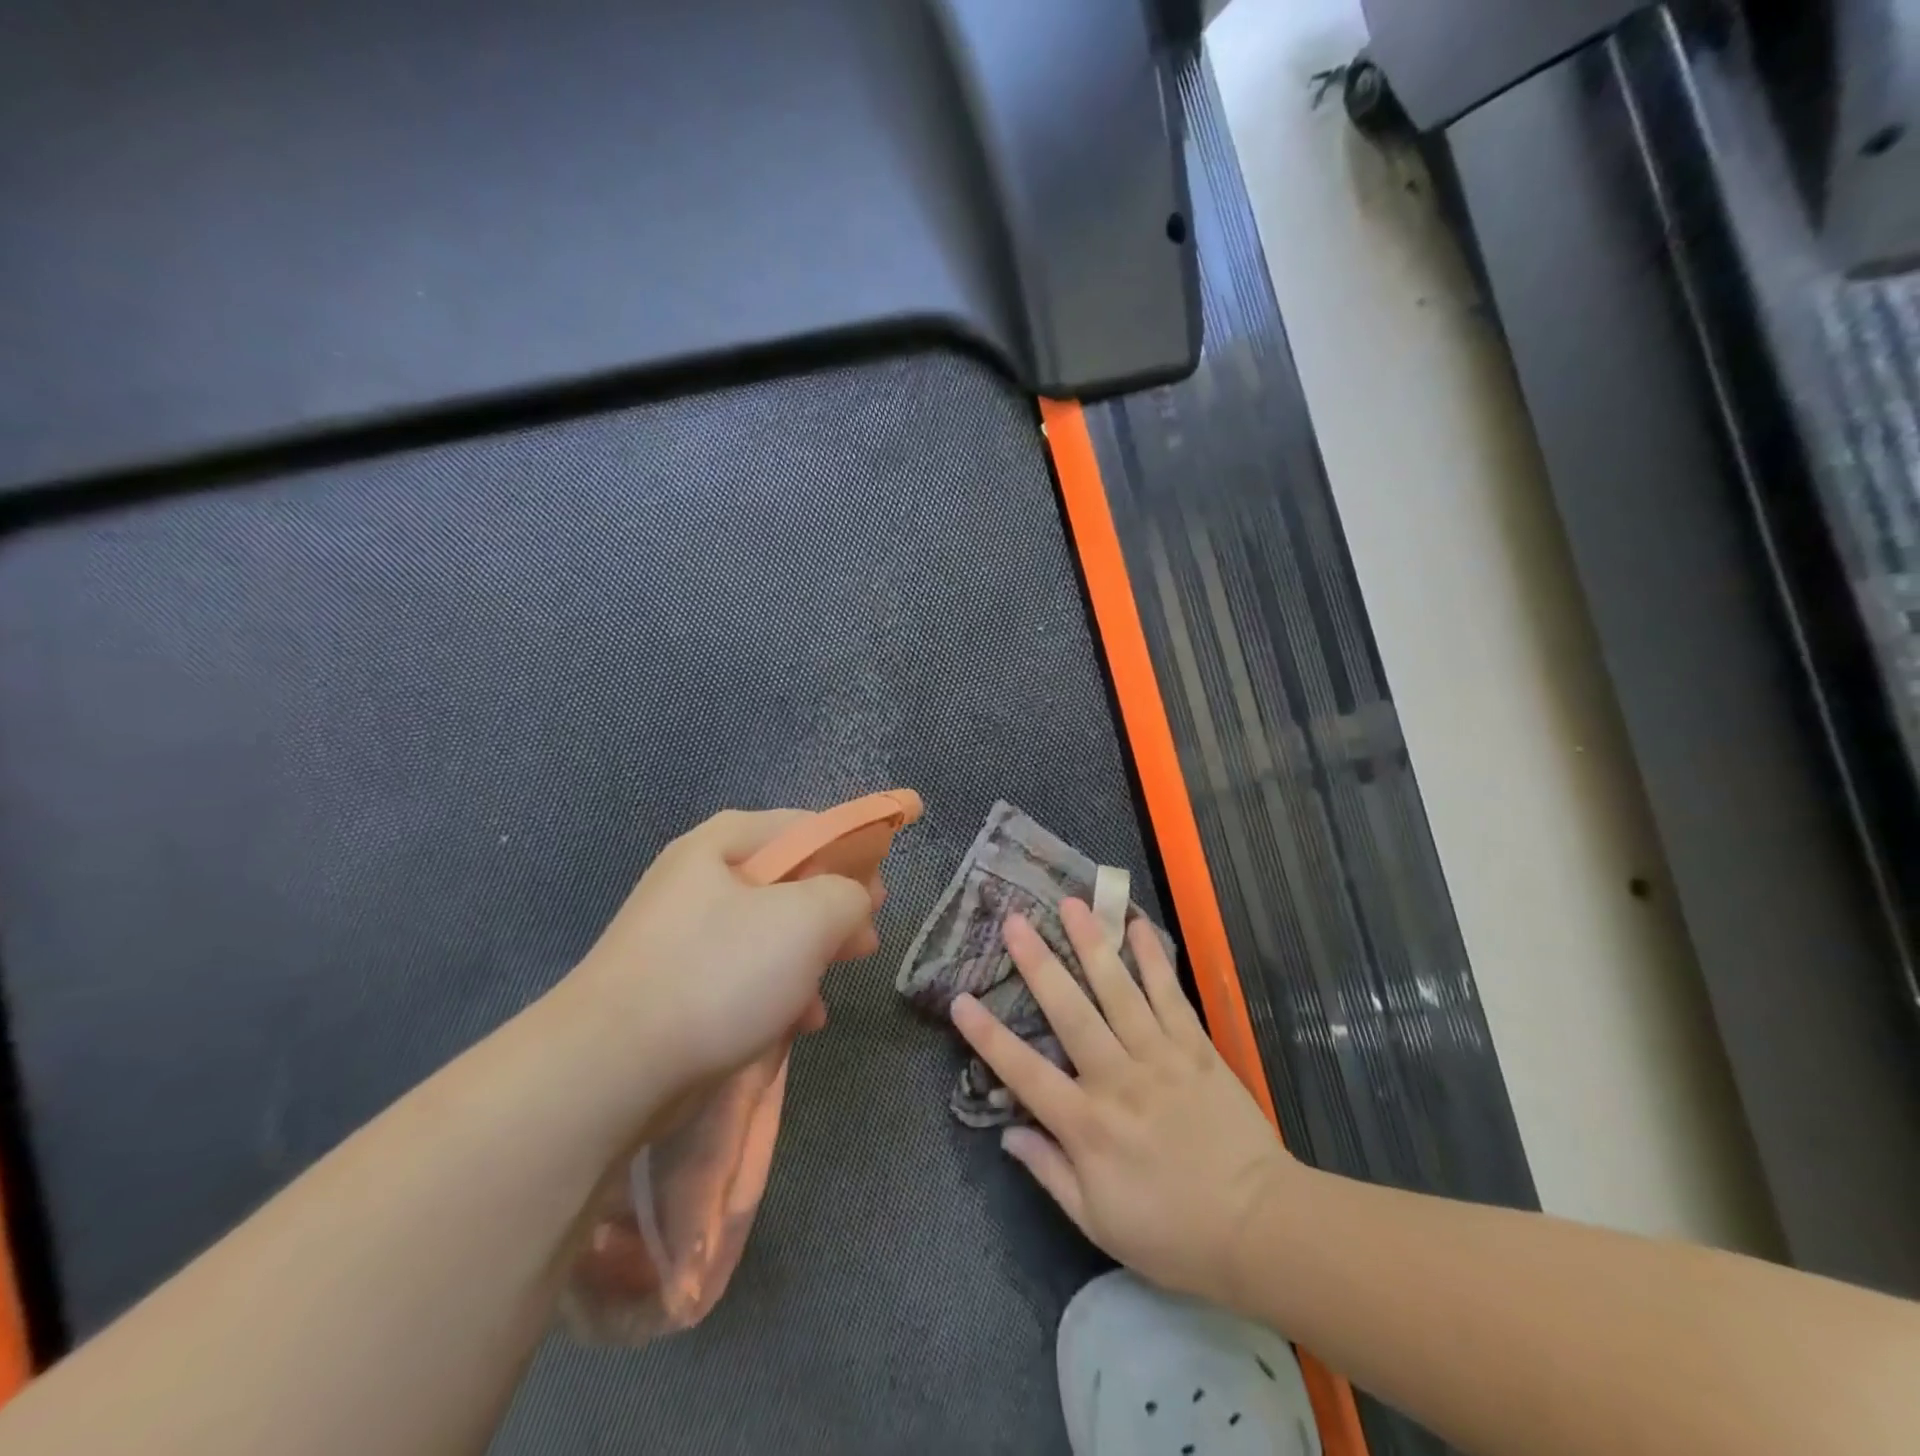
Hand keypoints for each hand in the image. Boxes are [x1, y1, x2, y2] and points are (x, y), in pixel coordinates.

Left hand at [563, 809, 882, 1098]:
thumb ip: (847, 894)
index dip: (851, 852)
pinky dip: (774, 992)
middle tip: (864, 941)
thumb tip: (854, 898)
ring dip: (807, 959)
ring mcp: (681, 934)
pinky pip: (740, 974)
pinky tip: (797, 1023)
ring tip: (829, 990)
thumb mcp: (807, 919)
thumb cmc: (719, 973)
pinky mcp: (674, 985)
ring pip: (766, 933)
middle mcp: (698, 878)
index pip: (805, 826)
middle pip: (786, 881)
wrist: (611, 1067)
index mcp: (723, 844)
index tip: (879, 892)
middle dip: (831, 913)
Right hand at [951, 900, 1296, 1305]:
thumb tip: (1008, 1133)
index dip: (988, 1036)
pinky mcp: (1197, 1048)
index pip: (1025, 1072)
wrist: (1261, 1227)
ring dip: (1092, 944)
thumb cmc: (1173, 1233)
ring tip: (1072, 904)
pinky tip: (1137, 925)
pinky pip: (1171, 995)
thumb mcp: (1099, 1222)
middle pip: (1071, 1012)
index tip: (959, 999)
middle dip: (1039, 963)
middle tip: (1015, 921)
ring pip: (1119, 991)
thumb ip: (1050, 1172)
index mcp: (1087, 1125)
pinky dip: (1153, 959)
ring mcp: (1160, 1057)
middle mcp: (1118, 1079)